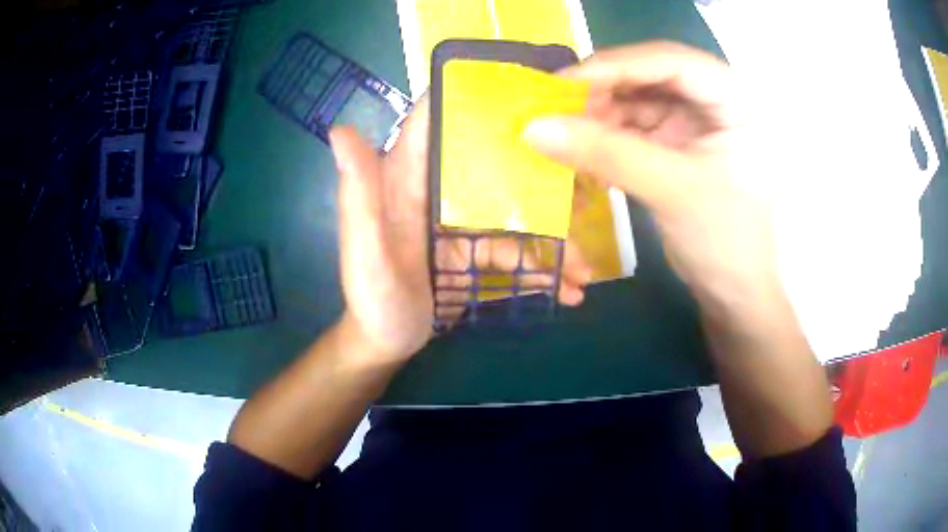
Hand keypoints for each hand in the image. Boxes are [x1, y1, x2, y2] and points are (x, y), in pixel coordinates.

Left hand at [330, 97, 589, 365]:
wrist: (385, 342)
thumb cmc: (371, 298)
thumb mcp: (363, 250)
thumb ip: (357, 194)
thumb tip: (340, 131)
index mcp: (406, 178)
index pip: (435, 121)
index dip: (470, 96)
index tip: (522, 86)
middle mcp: (437, 190)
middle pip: (492, 161)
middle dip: (538, 166)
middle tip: (585, 178)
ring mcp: (461, 222)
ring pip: (515, 212)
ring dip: (552, 238)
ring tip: (584, 268)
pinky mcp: (475, 250)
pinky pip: (515, 250)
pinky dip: (541, 269)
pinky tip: (568, 290)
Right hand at [525, 42, 777, 314]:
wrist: (735, 295)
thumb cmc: (724, 242)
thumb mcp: (671, 191)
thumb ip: (606, 154)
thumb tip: (534, 127)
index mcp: (734, 101)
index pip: (672, 61)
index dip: (618, 65)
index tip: (565, 83)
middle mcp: (714, 102)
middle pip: (650, 76)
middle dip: (604, 91)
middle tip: (558, 109)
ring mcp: (694, 123)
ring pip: (637, 100)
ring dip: (600, 116)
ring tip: (565, 135)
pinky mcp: (677, 146)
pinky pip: (633, 128)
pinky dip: (607, 138)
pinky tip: (584, 152)